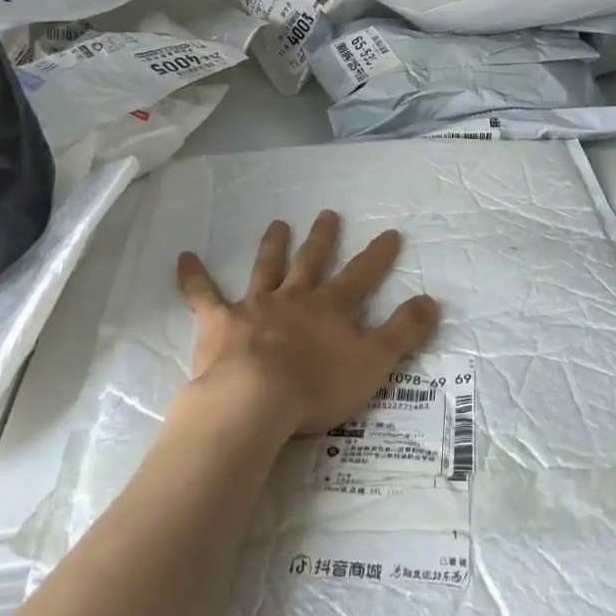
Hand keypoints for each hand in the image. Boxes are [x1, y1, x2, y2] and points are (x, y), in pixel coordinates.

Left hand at [176, 210, 439, 436]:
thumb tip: (432, 300)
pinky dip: (194, 277)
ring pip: (267, 269)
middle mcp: (295, 298)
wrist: (255, 401)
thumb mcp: (374, 363)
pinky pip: (204, 296)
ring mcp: (256, 308)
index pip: (362, 275)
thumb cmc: (317, 386)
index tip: (390, 232)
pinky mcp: (220, 324)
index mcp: (331, 308)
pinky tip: (183, 257)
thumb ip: (404, 332)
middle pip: (312, 261)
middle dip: (322, 238)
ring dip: (273, 246)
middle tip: (327, 213)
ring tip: (277, 224)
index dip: (378, 254)